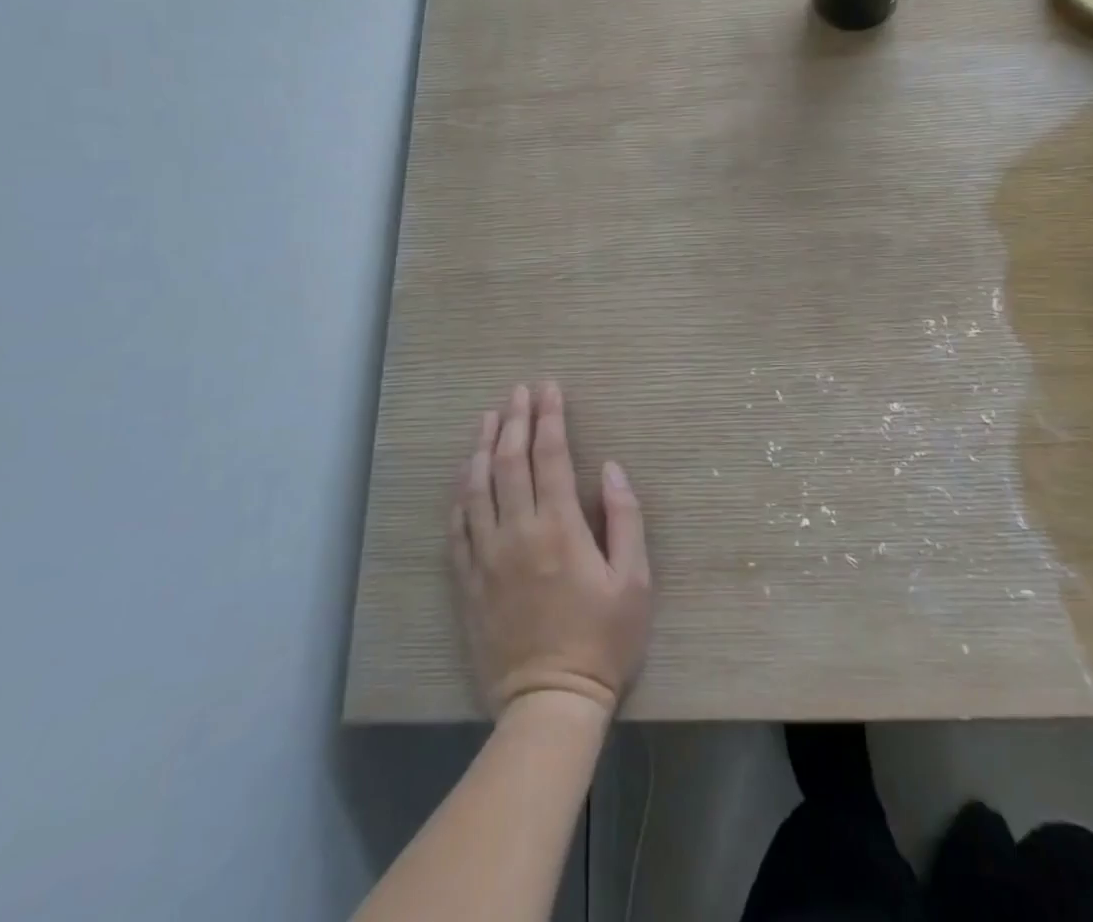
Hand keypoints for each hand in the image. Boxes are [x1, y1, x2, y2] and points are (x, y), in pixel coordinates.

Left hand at [451, 382, 651, 719]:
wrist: (549, 703)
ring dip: (481, 446)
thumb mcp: (634, 580)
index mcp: (559, 528)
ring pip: (477, 487)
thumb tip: (610, 469)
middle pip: (509, 461)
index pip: (550, 456)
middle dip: (515, 419)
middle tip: (519, 390)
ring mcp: (486, 556)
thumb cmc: (603, 640)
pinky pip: (458, 526)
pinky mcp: (468, 581)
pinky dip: (461, 493)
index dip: (549, 417)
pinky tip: (464, 475)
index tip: (549, 389)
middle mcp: (517, 532)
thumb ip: (625, 518)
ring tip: (488, 417)